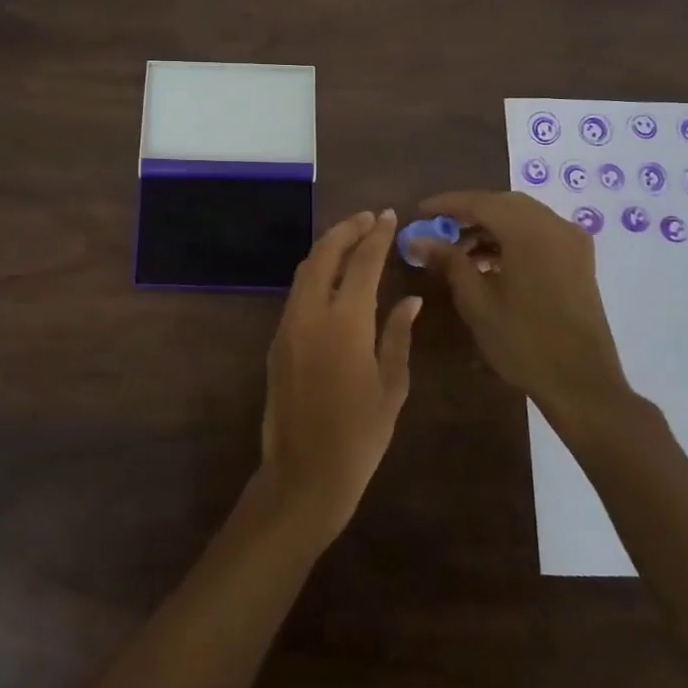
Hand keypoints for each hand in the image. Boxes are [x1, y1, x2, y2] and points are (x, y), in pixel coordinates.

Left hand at [256, 209, 420, 545]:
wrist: (304, 472)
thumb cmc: (360, 435)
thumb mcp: (392, 385)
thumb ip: (398, 335)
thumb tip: (410, 300)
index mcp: (345, 322)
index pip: (362, 263)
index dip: (376, 235)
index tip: (388, 215)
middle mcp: (310, 314)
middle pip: (324, 255)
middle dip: (346, 230)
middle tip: (368, 218)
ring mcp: (288, 326)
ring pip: (305, 271)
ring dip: (328, 249)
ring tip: (352, 239)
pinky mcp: (276, 341)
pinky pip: (296, 293)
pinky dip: (315, 273)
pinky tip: (332, 278)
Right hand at [409, 191, 633, 424]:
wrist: (581, 383)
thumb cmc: (523, 342)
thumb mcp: (477, 301)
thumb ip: (448, 261)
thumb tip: (417, 240)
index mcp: (529, 232)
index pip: (480, 202)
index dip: (446, 204)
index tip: (418, 212)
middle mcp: (554, 226)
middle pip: (503, 204)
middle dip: (468, 212)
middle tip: (437, 228)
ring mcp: (571, 242)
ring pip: (522, 217)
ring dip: (489, 226)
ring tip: (458, 250)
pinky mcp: (579, 259)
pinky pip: (539, 233)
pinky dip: (511, 238)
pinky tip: (488, 262)